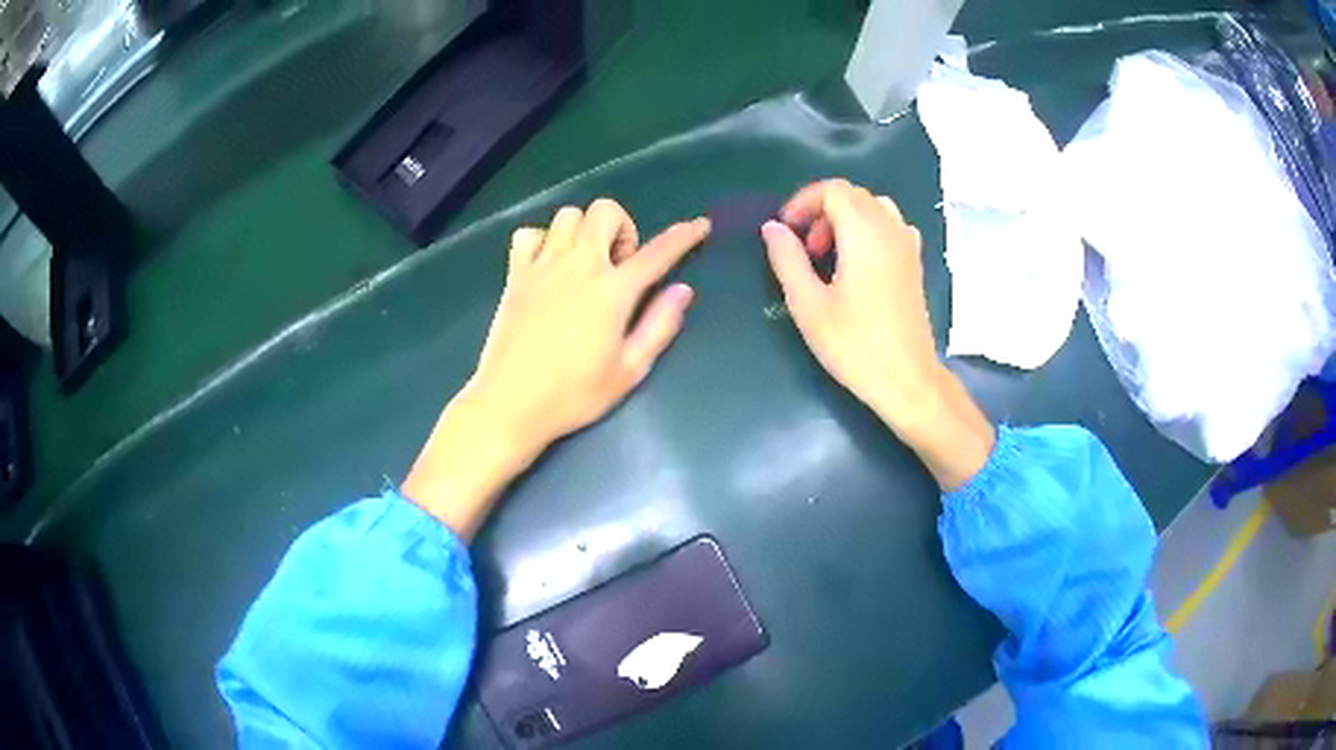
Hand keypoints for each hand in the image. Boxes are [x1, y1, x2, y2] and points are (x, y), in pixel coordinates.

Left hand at [404, 200, 710, 536]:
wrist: (509, 404)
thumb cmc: (573, 395)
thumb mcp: (629, 371)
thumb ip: (659, 326)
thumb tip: (683, 290)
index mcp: (612, 292)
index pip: (658, 252)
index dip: (685, 235)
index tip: (700, 226)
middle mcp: (578, 266)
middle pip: (605, 212)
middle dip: (623, 228)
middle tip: (620, 267)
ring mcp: (542, 266)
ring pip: (567, 215)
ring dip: (584, 231)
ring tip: (585, 264)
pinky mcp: (514, 275)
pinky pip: (528, 235)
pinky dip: (543, 241)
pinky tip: (548, 266)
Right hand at [761, 179, 993, 489]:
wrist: (907, 380)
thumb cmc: (855, 345)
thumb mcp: (808, 304)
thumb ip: (787, 259)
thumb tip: (773, 228)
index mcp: (864, 232)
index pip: (833, 190)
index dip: (803, 202)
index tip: (786, 232)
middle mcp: (890, 228)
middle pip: (853, 195)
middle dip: (821, 211)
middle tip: (805, 250)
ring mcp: (908, 245)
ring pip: (873, 208)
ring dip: (845, 220)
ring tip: (829, 256)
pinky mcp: (915, 264)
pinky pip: (891, 226)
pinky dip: (869, 231)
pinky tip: (858, 264)